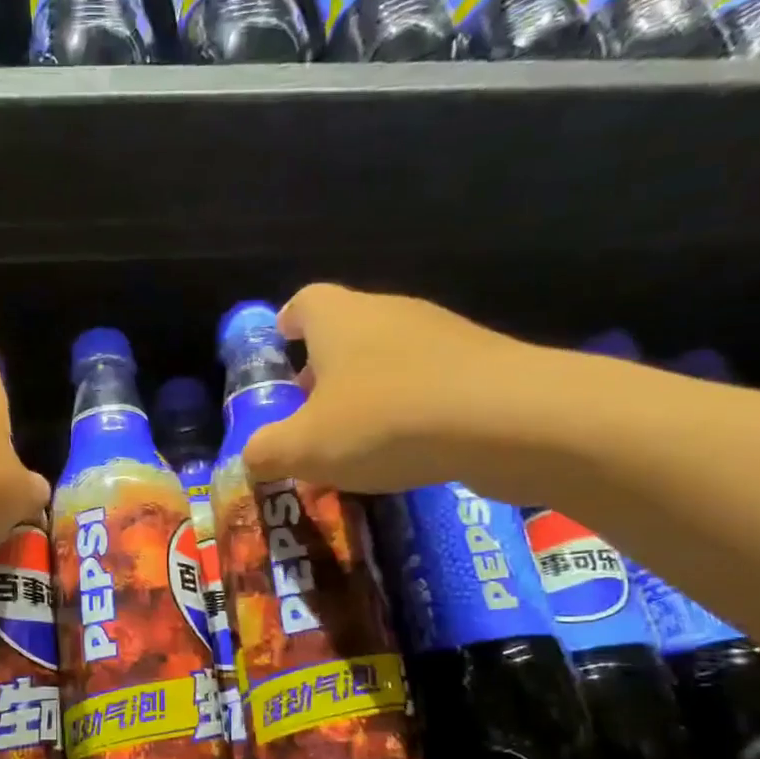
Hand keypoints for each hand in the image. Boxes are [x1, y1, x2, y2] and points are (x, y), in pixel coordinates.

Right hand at [242, 283, 574, 500]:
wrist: (508, 421)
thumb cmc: (383, 421)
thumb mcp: (303, 448)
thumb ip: (266, 452)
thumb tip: (251, 457)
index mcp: (339, 319)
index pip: (304, 301)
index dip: (287, 322)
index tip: (280, 346)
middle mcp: (389, 313)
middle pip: (346, 330)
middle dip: (323, 368)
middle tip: (310, 411)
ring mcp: (441, 335)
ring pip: (389, 357)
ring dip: (368, 391)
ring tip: (357, 440)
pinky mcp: (480, 364)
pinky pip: (428, 382)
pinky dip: (410, 408)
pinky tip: (408, 449)